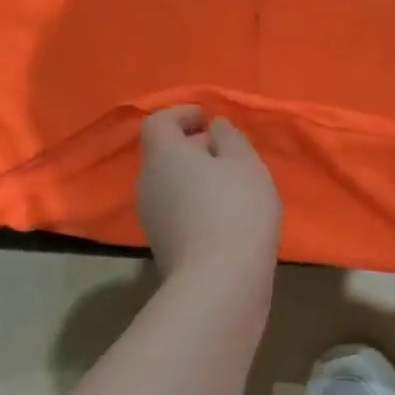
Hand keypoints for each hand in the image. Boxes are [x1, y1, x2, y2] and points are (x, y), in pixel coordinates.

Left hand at [136, 106, 282, 284]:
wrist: (220, 280)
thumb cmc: (237, 209)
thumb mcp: (246, 164)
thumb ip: (230, 138)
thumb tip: (214, 128)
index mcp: (165, 155)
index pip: (160, 122)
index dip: (182, 114)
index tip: (209, 118)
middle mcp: (148, 182)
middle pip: (165, 154)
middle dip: (194, 148)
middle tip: (228, 152)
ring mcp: (151, 217)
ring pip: (171, 184)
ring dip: (196, 178)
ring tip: (232, 186)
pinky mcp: (163, 244)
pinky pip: (178, 210)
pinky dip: (196, 203)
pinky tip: (225, 217)